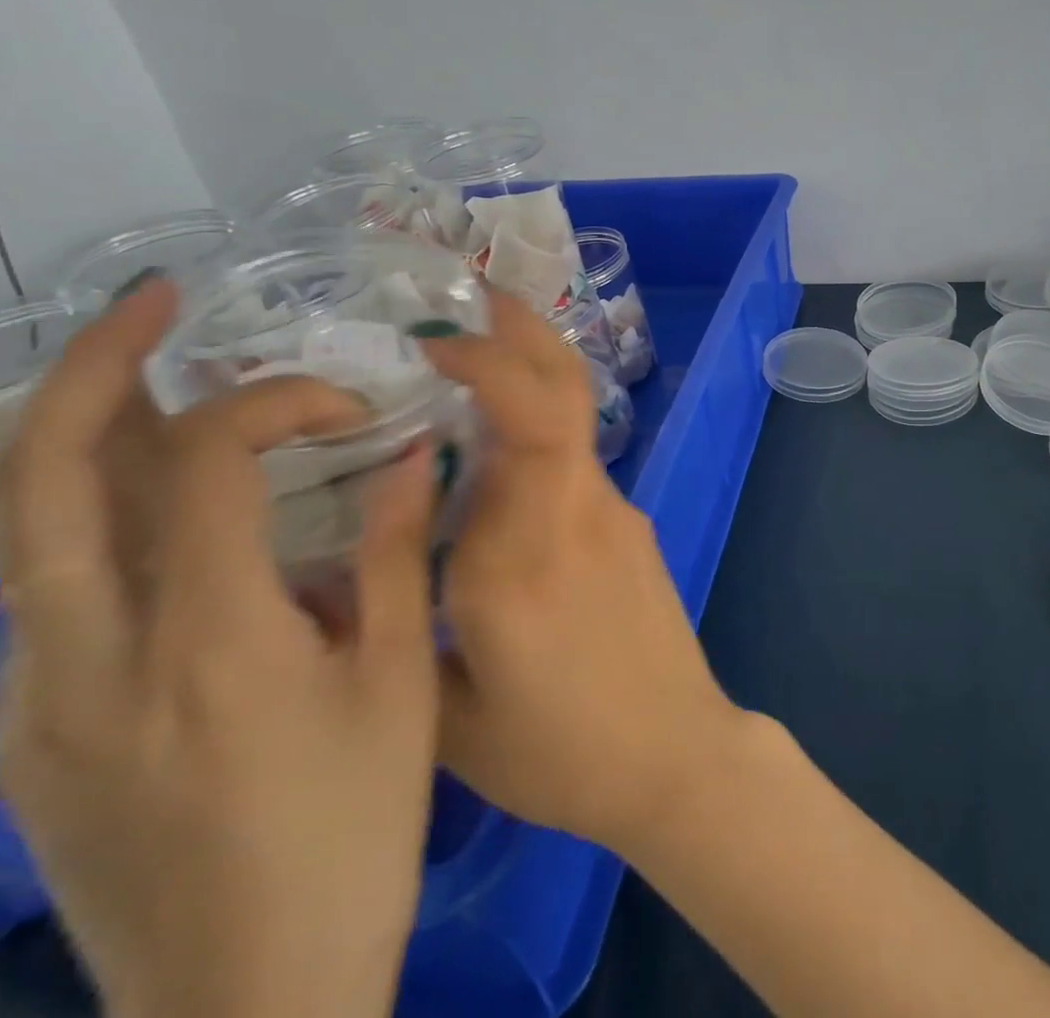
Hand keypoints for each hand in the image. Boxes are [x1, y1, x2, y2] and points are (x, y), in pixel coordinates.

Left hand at [0, 279, 439, 1017]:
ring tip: (164, 376)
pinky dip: (102, 507)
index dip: (273, 399)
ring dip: (88, 429)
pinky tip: (176, 505)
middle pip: (39, 473)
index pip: (202, 460)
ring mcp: (37, 699)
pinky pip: (52, 582)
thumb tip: (410, 452)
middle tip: (157, 300)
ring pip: (26, 523)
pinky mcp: (31, 731)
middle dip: (94, 363)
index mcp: (207, 642)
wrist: (242, 1002)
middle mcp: (89, 657)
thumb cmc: (351, 829)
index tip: (345, 407)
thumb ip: (398, 553)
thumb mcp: (401, 682)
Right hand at [420, 296, 749, 853]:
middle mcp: (576, 510)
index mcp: (521, 551)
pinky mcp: (630, 527)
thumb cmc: (560, 751)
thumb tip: (374, 548)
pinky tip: (494, 458)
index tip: (434, 343)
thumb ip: (405, 621)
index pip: (521, 422)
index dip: (486, 364)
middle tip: (478, 296)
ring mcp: (614, 512)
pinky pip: (573, 462)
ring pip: (570, 420)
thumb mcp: (448, 713)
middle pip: (563, 392)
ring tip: (470, 359)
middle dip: (525, 331)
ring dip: (527, 374)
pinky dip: (534, 433)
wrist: (675, 754)